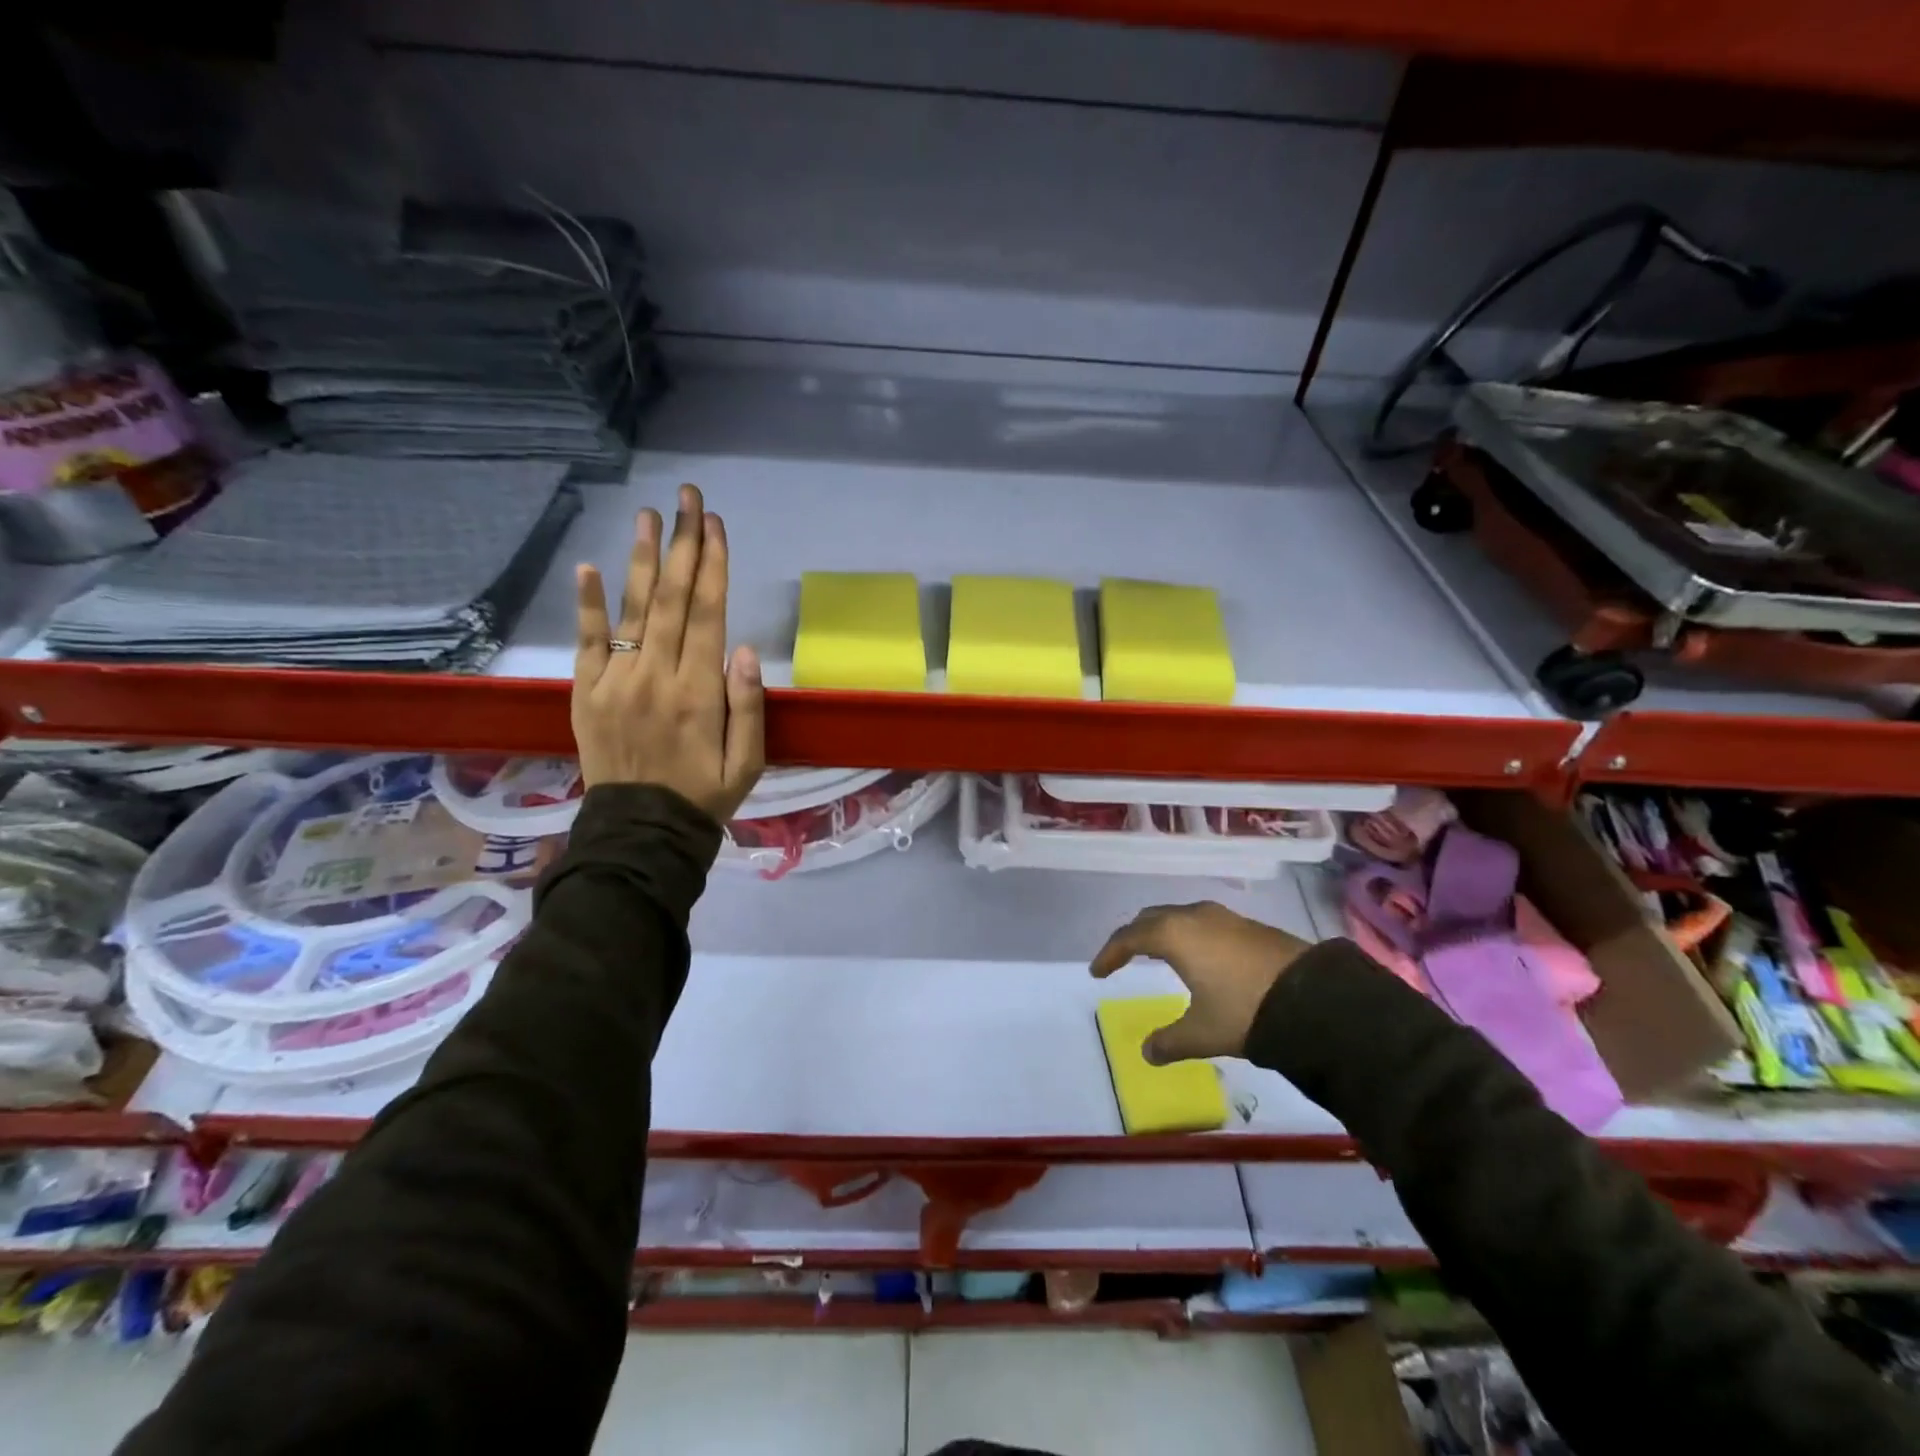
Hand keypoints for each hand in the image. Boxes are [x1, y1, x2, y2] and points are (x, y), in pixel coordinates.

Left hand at [571, 483, 765, 819]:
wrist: (641, 834)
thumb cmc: (704, 796)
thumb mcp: (748, 762)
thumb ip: (749, 706)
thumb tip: (746, 649)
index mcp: (699, 693)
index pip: (709, 614)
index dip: (714, 566)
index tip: (716, 524)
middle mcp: (656, 677)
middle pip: (673, 599)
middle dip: (683, 544)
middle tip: (687, 498)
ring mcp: (616, 683)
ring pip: (633, 610)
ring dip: (643, 559)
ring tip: (648, 515)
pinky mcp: (586, 693)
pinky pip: (587, 643)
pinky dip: (587, 604)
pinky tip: (588, 567)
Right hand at [1090, 902, 1310, 1064]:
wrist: (1316, 998)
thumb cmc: (1245, 1010)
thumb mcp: (1202, 1032)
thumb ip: (1170, 1041)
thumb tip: (1147, 1053)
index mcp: (1174, 935)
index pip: (1129, 937)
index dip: (1109, 954)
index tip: (1097, 972)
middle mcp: (1195, 916)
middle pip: (1151, 918)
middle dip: (1133, 936)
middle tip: (1122, 957)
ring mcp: (1224, 917)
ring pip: (1180, 917)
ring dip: (1162, 932)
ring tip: (1157, 954)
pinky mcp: (1248, 925)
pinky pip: (1203, 923)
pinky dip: (1188, 936)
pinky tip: (1198, 957)